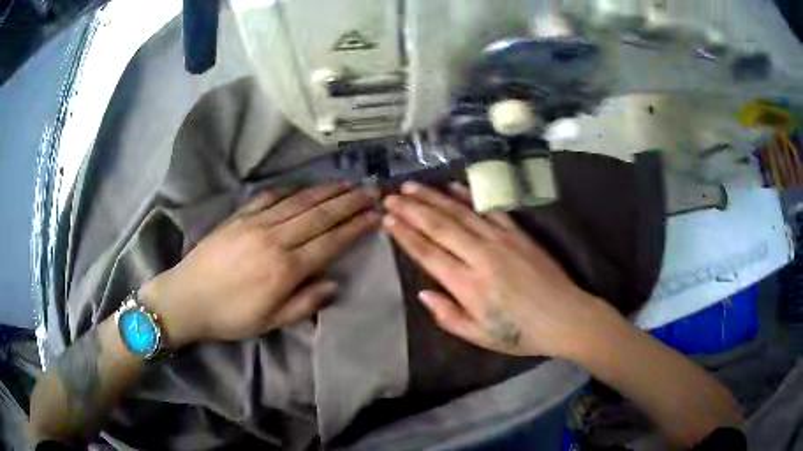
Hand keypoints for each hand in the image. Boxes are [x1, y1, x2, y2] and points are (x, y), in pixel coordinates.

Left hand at [142, 183, 379, 347]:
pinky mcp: (238, 217)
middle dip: (349, 201)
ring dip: (325, 190)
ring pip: (298, 201)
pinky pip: (269, 197)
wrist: (186, 298)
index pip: (330, 242)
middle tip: (371, 190)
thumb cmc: (230, 316)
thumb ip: (305, 303)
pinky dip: (289, 190)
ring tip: (346, 183)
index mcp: (285, 269)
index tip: (375, 215)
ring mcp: (255, 223)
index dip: (355, 227)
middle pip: (319, 215)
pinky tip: (301, 187)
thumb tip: (334, 284)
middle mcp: (275, 239)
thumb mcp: (270, 322)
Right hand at [383, 182, 612, 357]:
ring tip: (411, 186)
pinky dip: (468, 195)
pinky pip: (489, 208)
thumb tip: (423, 292)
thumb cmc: (521, 333)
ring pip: (460, 212)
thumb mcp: (480, 336)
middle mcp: (481, 256)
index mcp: (468, 285)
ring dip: (433, 197)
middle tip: (390, 196)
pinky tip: (453, 186)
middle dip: (412, 209)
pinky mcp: (518, 232)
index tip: (388, 220)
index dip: (405, 235)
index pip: (428, 253)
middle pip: (440, 226)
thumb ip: (448, 315)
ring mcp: (501, 239)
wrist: (566, 317)